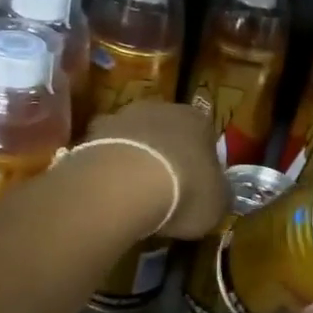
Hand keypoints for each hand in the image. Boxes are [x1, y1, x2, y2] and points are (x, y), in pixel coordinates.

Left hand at [86, 101, 226, 239]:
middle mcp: (163, 108)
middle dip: (166, 155)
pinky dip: (108, 166)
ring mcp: (124, 116)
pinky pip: (106, 150)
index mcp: (199, 120)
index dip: (202, 161)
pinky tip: (109, 191)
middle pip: (167, 131)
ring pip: (135, 137)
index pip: (206, 134)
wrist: (124, 184)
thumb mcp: (216, 204)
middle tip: (165, 187)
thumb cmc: (184, 191)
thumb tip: (218, 196)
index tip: (197, 185)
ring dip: (136, 157)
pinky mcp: (92, 132)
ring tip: (133, 193)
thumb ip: (220, 195)